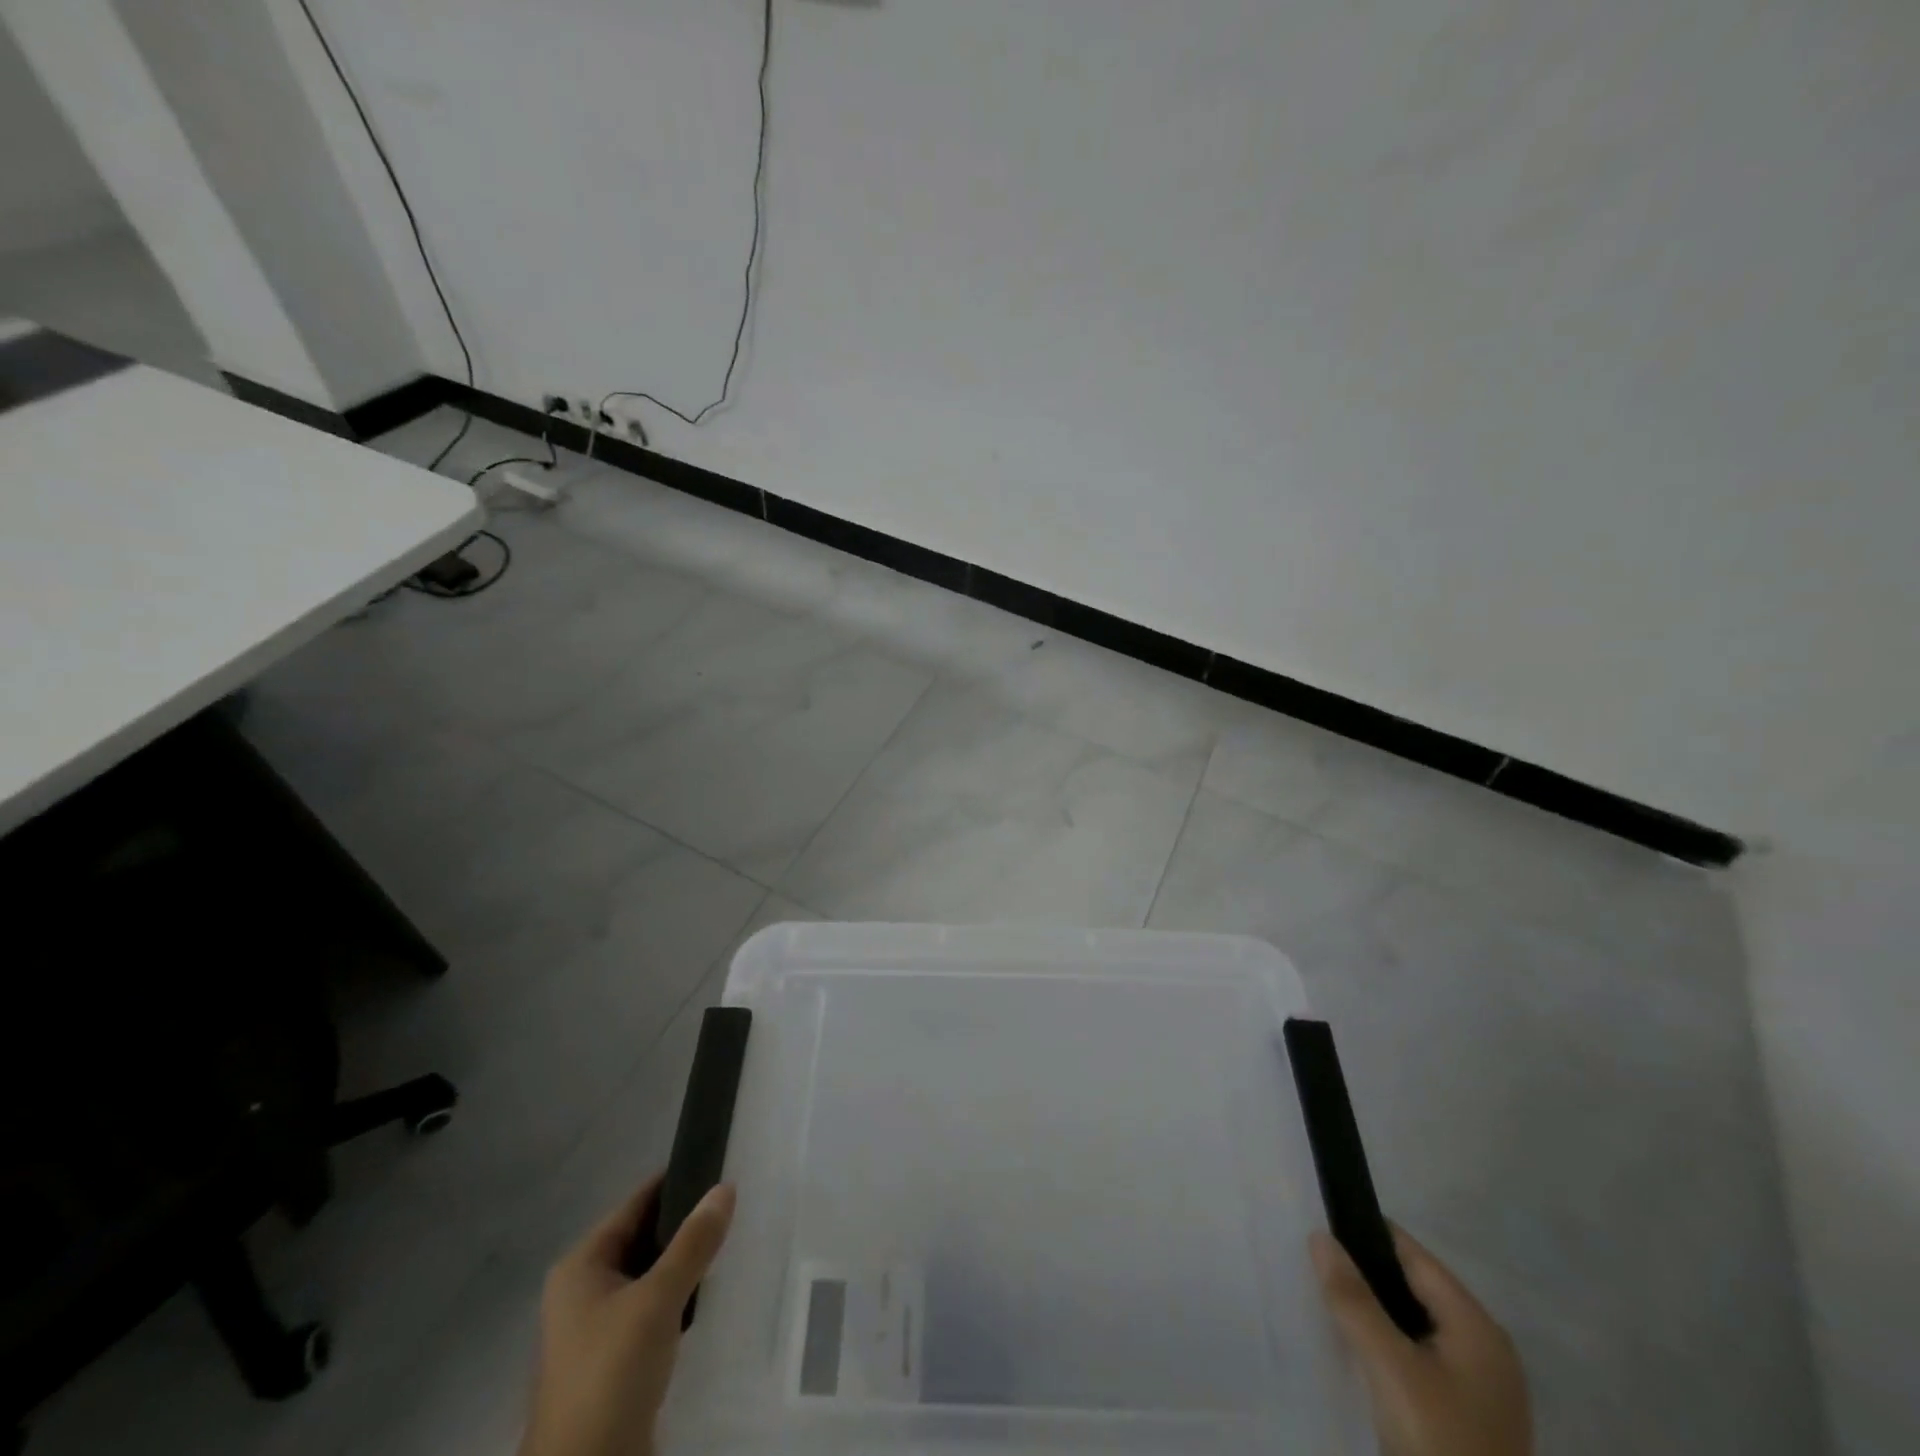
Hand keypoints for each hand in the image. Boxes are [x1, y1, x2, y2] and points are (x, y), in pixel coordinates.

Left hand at [520, 1176, 736, 1455]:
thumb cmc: (610, 1373)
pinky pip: (654, 1309)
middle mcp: (584, 1290)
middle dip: (686, 1223)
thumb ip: (693, 1242)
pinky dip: (680, 1297)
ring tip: (732, 1241)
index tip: (720, 1166)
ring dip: (685, 1262)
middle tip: (735, 1204)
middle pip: (643, 1238)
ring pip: (651, 1275)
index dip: (676, 1181)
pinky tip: (711, 1294)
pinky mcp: (616, 1359)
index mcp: (581, 1265)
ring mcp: (598, 1328)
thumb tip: (726, 1187)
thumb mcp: (657, 1300)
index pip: (635, 1204)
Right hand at [1311, 1225, 1531, 1455]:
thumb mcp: (1390, 1368)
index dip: (1365, 1236)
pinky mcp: (1468, 1414)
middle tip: (1314, 1269)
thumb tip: (1320, 1237)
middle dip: (1365, 1276)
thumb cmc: (1440, 1442)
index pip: (1412, 1255)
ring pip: (1414, 1324)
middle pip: (1414, 1288)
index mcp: (1477, 1325)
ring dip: (1374, 1312)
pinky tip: (1358, 1351)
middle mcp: (1486, 1347)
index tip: (1318, 1227)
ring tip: (1328, 1303)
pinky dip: (1388, 1345)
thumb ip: (1353, 1299)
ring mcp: (1480, 1385)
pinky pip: (1419, 1357)